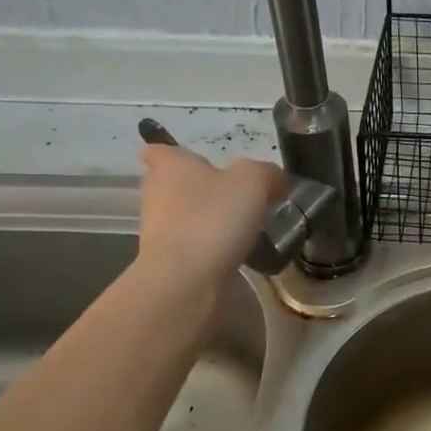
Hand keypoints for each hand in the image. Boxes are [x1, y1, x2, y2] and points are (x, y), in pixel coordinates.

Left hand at [136, 141, 285, 287]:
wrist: (186, 280)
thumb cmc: (214, 218)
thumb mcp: (253, 182)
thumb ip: (266, 173)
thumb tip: (274, 180)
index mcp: (171, 166)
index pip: (160, 150)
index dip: (179, 154)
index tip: (203, 164)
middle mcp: (156, 193)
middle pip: (174, 184)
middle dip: (199, 188)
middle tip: (234, 196)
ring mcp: (158, 230)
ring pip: (183, 216)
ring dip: (206, 219)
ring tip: (242, 227)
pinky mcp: (167, 261)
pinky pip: (191, 245)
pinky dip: (209, 247)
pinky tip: (234, 253)